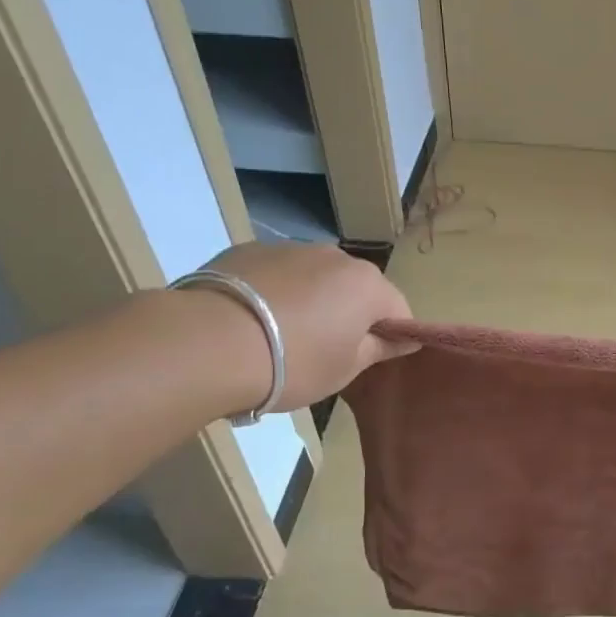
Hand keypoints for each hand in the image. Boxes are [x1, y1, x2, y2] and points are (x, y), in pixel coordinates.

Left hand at [198, 242, 416, 410]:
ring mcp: (289, 248)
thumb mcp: (345, 369)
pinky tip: (252, 321)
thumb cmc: (293, 363)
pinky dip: (274, 292)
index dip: (391, 335)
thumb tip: (406, 340)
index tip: (371, 359)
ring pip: (314, 277)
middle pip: (355, 287)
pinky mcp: (248, 249)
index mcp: (367, 285)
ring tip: (280, 336)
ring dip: (310, 300)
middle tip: (324, 351)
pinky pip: (276, 273)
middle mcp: (334, 256)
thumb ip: (380, 349)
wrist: (208, 343)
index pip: (398, 309)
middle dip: (349, 313)